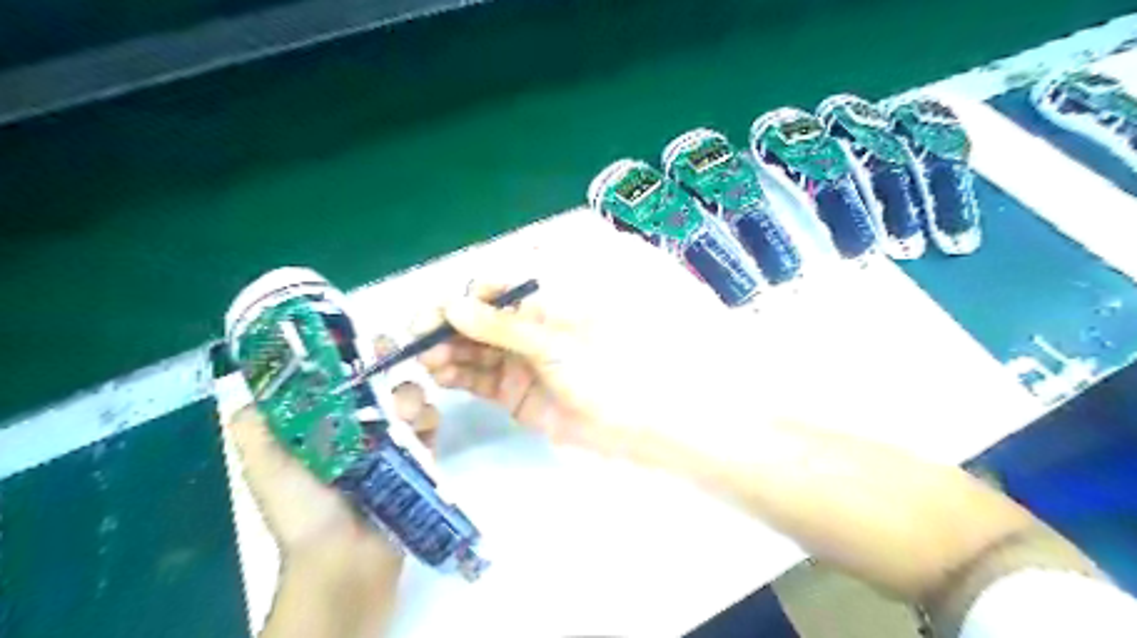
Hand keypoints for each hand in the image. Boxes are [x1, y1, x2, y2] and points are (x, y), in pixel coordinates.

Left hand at [224, 336, 439, 564]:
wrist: (346, 558)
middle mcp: (360, 426)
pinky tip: (420, 426)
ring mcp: (393, 439)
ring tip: (403, 412)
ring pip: (409, 395)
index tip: (357, 338)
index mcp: (325, 424)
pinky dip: (429, 418)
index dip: (349, 353)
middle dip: (386, 362)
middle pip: (380, 379)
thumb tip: (252, 387)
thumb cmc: (303, 509)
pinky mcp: (420, 454)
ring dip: (409, 394)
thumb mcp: (265, 467)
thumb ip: (255, 428)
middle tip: (389, 357)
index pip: (340, 377)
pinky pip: (431, 422)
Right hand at [417, 230, 736, 456]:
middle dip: (448, 322)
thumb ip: (505, 323)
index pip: (497, 282)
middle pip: (480, 316)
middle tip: (414, 333)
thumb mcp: (559, 337)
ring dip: (447, 349)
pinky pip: (480, 377)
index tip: (437, 307)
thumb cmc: (615, 363)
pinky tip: (438, 373)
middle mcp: (534, 321)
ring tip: (421, 356)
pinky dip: (457, 374)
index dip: (466, 293)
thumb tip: (454, 305)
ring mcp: (524, 356)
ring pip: (475, 347)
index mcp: (551, 293)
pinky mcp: (517, 390)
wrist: (650, 422)